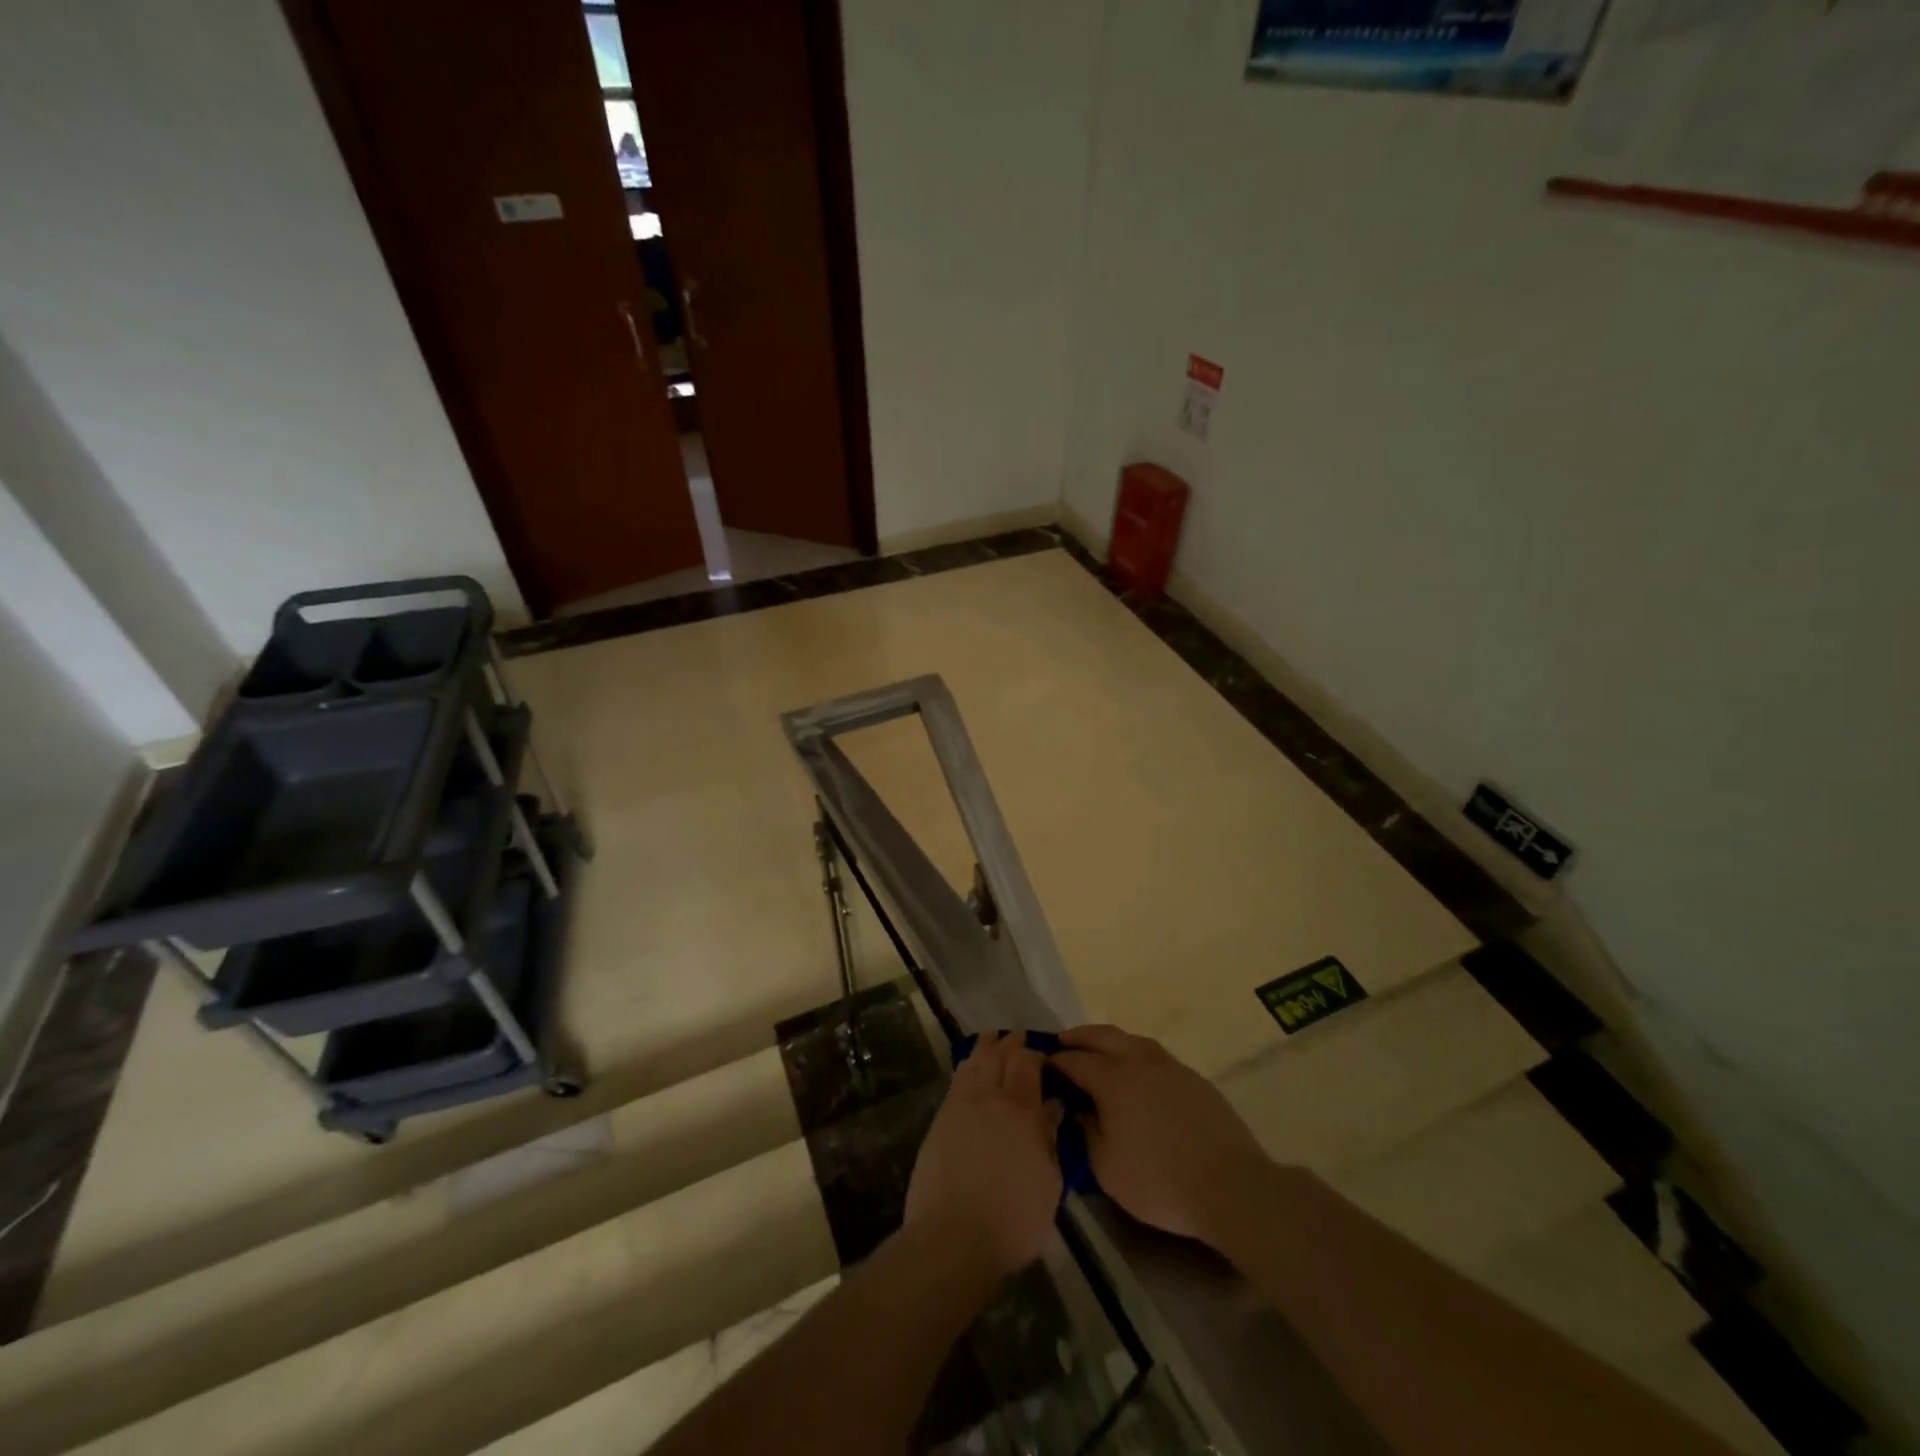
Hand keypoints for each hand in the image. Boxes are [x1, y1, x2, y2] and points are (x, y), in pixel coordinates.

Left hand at [905, 1031, 1063, 1277]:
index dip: (1035, 1054)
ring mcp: (961, 1105)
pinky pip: (956, 1079)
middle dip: (1011, 1043)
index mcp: (1021, 1111)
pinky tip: (969, 1064)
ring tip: (993, 1037)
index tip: (1044, 1056)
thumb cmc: (1012, 1219)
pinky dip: (966, 1064)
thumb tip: (1053, 1106)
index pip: (1028, 1064)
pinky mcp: (941, 1119)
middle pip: (1000, 1056)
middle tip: (1019, 1037)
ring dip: (986, 1046)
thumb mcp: (1048, 1183)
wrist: (952, 1236)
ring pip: (975, 1062)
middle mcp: (990, 1098)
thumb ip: (1050, 1139)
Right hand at [1050, 1024, 1271, 1243]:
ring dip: (1110, 1040)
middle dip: (1079, 1036)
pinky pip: (1156, 1055)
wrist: (1231, 1187)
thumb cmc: (1160, 1182)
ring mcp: (1170, 1067)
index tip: (1042, 1064)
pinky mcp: (1194, 1079)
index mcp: (1113, 1080)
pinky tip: (1138, 1071)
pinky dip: (1136, 1053)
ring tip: (1099, 1050)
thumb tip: (1076, 1109)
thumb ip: (1085, 1133)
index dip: (1055, 1061)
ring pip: (1133, 1040)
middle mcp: (1139, 1062)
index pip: (1075, 1061)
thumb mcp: (1107, 1169)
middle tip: (1063, 1041)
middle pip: (1103, 1036)